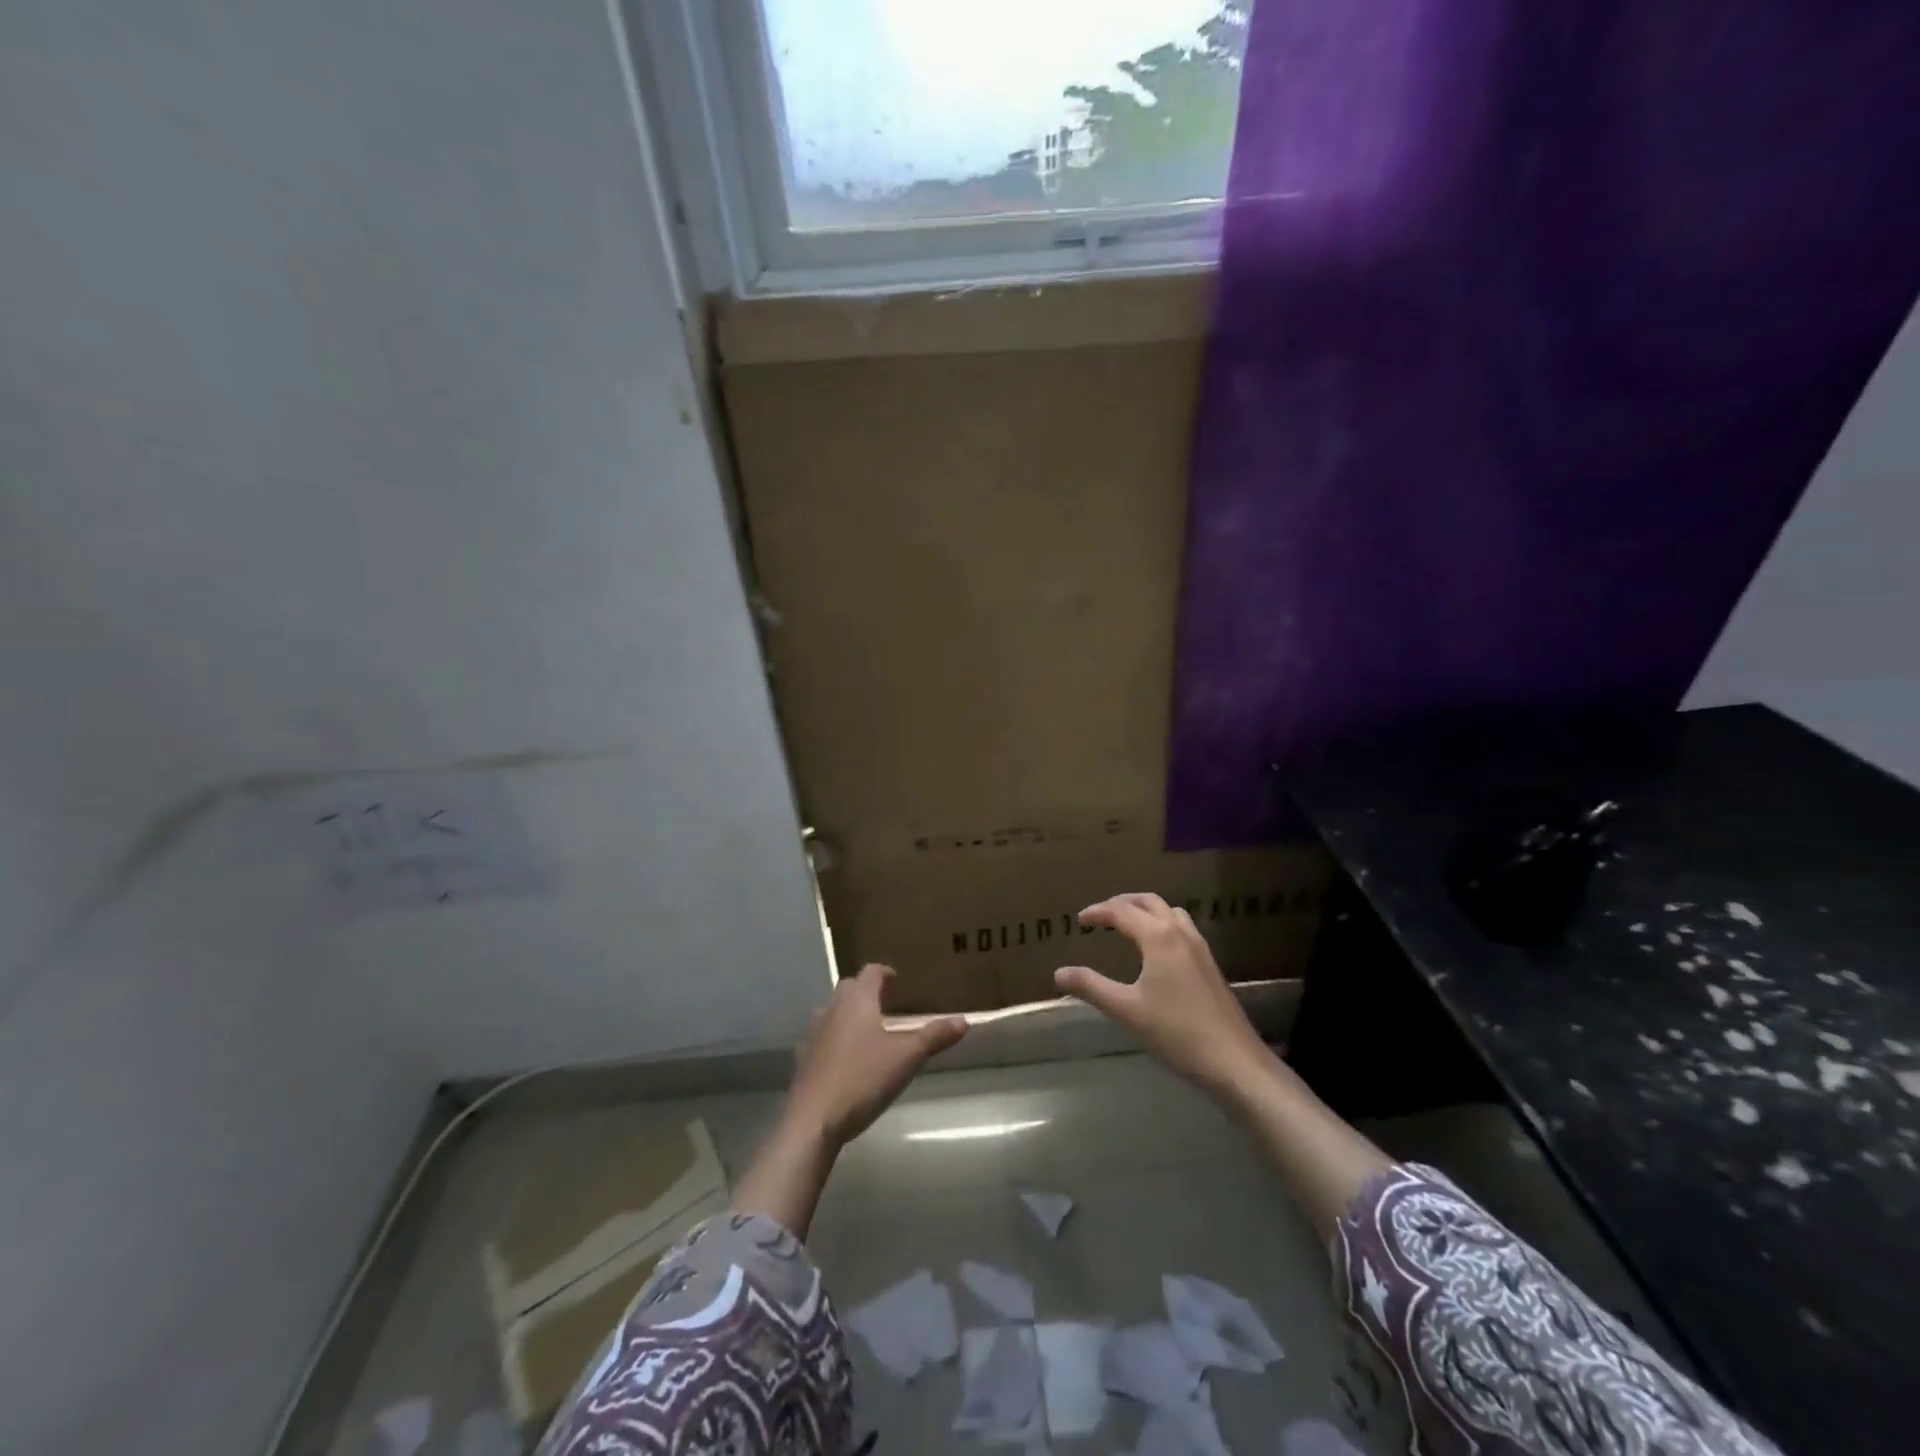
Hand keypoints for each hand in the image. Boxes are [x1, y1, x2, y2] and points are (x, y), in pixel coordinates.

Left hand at [785, 964, 968, 1146]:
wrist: (813, 1119)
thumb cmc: (863, 1078)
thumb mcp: (907, 1057)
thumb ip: (934, 1036)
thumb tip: (963, 1021)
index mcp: (857, 1000)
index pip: (871, 972)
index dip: (885, 973)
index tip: (897, 981)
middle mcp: (832, 1008)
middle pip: (850, 988)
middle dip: (867, 992)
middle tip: (887, 1005)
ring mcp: (814, 1033)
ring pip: (833, 1011)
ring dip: (849, 1014)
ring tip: (869, 1032)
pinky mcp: (804, 1059)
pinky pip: (822, 1038)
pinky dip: (835, 1039)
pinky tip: (847, 1059)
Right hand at [1054, 893, 1274, 1098]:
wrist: (1234, 1061)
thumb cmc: (1176, 1032)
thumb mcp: (1126, 1010)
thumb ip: (1091, 987)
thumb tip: (1059, 972)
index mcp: (1158, 937)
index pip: (1122, 911)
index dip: (1098, 912)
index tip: (1079, 920)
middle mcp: (1180, 932)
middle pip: (1149, 902)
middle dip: (1122, 903)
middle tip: (1101, 915)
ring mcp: (1200, 947)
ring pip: (1170, 912)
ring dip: (1145, 910)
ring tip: (1127, 924)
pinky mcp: (1210, 964)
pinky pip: (1182, 927)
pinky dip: (1162, 923)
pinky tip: (1156, 949)